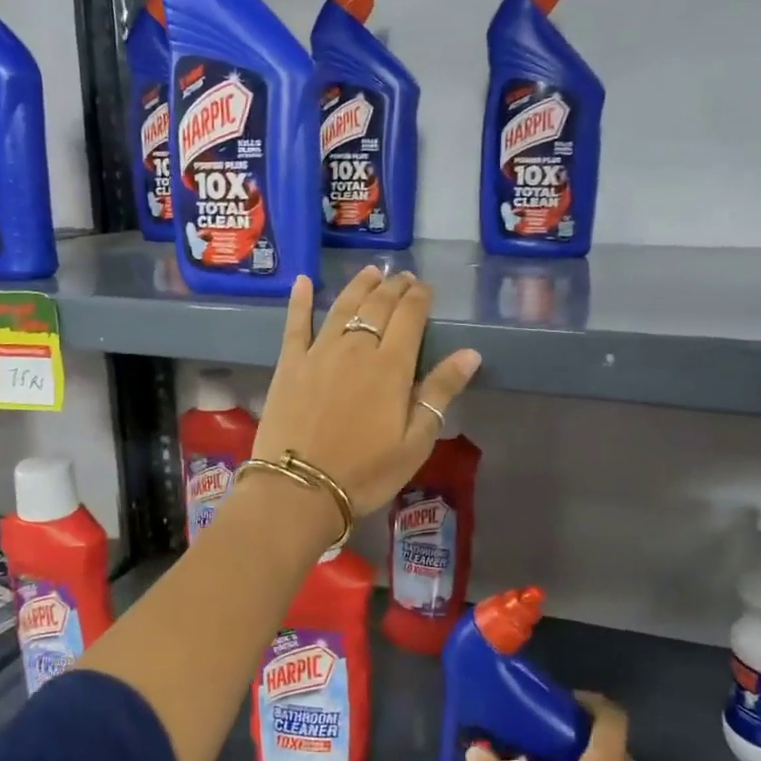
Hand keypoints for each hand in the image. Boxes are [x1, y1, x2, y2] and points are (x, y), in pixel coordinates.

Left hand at [255, 268, 481, 516]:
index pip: (410, 316)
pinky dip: (300, 301)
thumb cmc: (366, 471)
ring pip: (343, 307)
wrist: (300, 488)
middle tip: (402, 277)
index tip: (425, 287)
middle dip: (394, 287)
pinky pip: (295, 324)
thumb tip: (470, 353)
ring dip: (359, 286)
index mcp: (391, 365)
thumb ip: (440, 392)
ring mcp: (319, 352)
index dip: (419, 297)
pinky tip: (303, 281)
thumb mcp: (415, 441)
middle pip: (378, 306)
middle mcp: (356, 348)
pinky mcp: (290, 364)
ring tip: (371, 272)